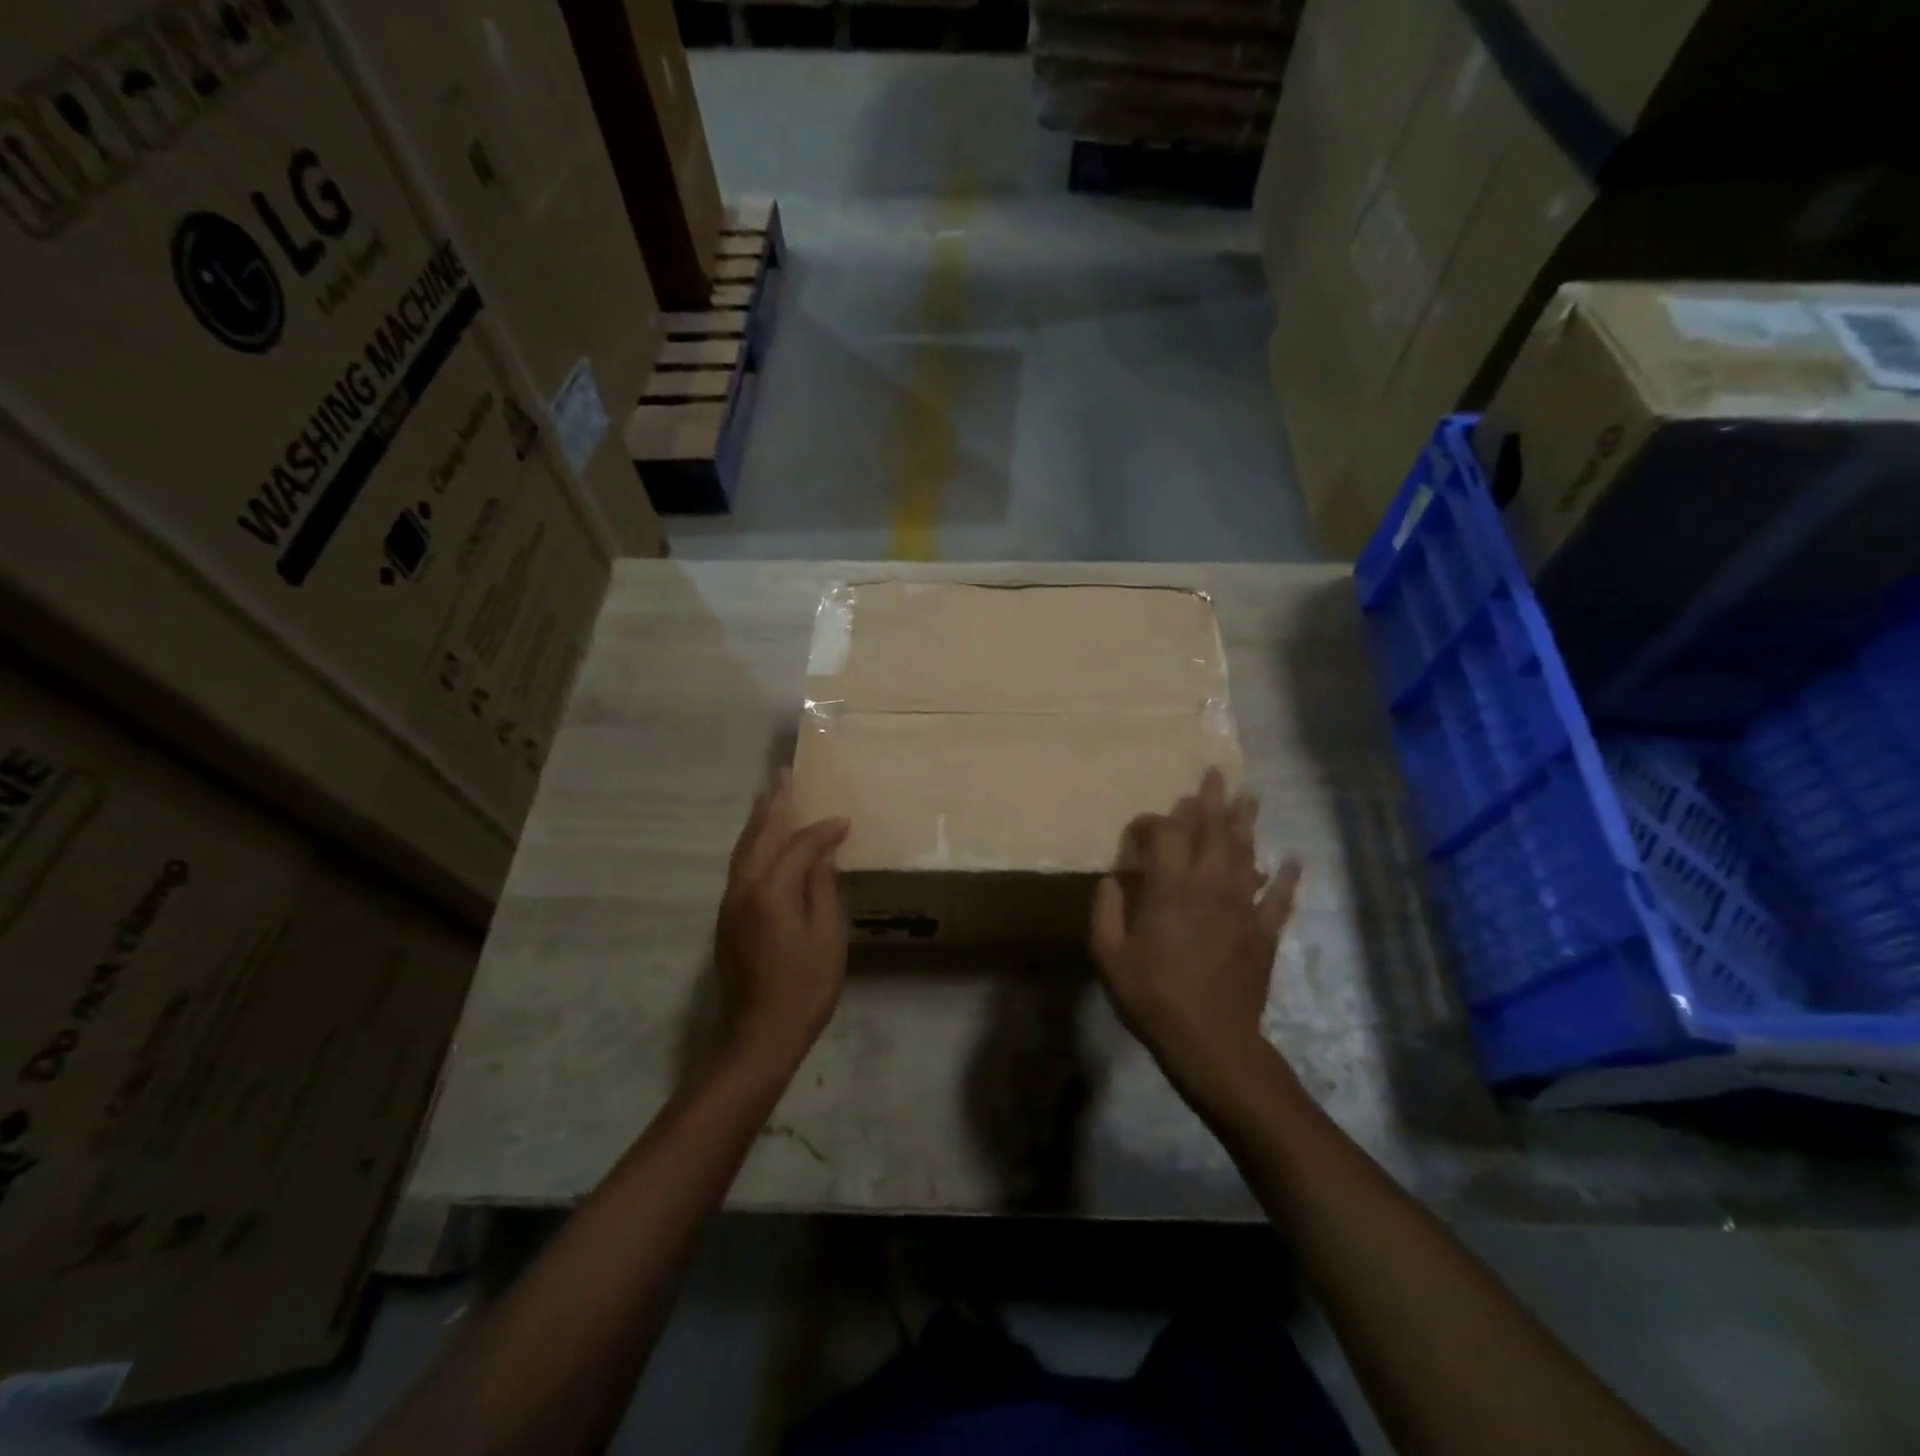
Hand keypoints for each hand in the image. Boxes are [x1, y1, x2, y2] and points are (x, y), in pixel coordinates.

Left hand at [713, 769, 851, 1076]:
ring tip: (771, 797)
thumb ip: (822, 888)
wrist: (758, 1036)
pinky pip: (741, 866)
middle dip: (773, 805)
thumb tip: (822, 852)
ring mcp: (730, 903)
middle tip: (783, 776)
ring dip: (759, 821)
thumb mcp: (827, 937)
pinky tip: (763, 842)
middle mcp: (743, 888)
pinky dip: (753, 845)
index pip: (798, 846)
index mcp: (770, 891)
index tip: (844, 821)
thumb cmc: (804, 988)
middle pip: (759, 836)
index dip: (822, 831)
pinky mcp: (727, 918)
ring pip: (743, 850)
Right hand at [1090, 768, 1300, 1088]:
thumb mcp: (1109, 956)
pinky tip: (1295, 860)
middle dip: (1212, 802)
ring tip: (1250, 797)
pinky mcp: (1264, 932)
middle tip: (1216, 775)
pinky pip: (1280, 899)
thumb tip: (1112, 880)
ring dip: (1247, 824)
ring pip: (1247, 855)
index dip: (1152, 821)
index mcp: (1170, 889)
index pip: (1165, 835)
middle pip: (1213, 832)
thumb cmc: (1153, 996)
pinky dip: (1288, 878)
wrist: (1211, 1041)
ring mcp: (1242, 908)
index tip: (1140, 825)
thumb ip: (1106, 911)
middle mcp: (1210, 887)